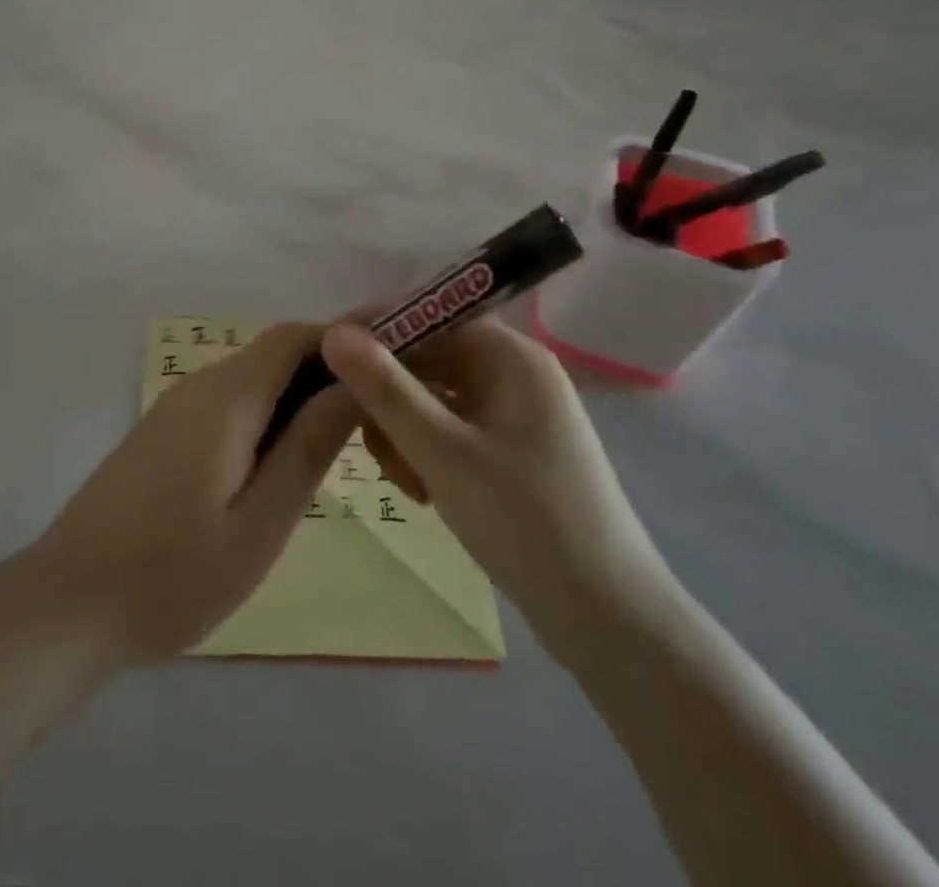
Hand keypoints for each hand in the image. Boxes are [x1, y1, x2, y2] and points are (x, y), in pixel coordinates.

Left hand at [32, 322, 359, 667]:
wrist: (67, 604)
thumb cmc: (173, 576)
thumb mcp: (259, 523)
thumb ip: (308, 447)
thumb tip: (354, 384)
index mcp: (226, 398)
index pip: (294, 336)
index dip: (344, 340)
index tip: (390, 368)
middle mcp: (199, 386)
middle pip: (274, 354)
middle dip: (327, 374)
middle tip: (375, 424)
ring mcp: (175, 408)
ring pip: (251, 380)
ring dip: (297, 398)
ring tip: (340, 448)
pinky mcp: (162, 433)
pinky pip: (227, 405)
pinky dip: (266, 417)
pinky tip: (280, 466)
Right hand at [320, 317, 675, 671]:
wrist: (609, 621)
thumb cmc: (526, 524)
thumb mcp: (443, 454)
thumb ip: (385, 390)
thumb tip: (333, 332)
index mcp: (511, 357)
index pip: (429, 316)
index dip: (376, 332)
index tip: (329, 362)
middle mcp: (515, 373)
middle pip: (430, 359)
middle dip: (390, 398)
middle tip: (366, 444)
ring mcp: (516, 414)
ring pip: (435, 398)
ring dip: (405, 431)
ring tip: (404, 483)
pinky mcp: (513, 450)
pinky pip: (453, 429)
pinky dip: (428, 451)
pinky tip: (423, 492)